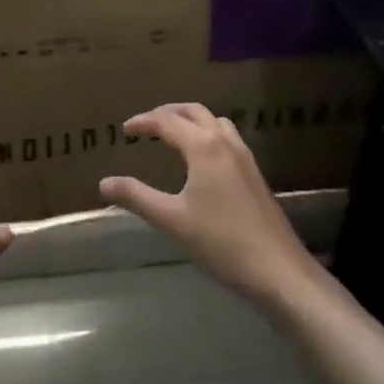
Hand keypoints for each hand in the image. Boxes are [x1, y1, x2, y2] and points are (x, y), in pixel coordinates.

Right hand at [99, 103, 319, 308]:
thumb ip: (136, 197)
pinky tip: (201, 159)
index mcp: (204, 147)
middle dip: (167, 113)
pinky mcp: (255, 174)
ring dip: (190, 120)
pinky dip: (207, 133)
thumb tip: (104, 182)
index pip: (167, 121)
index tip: (124, 130)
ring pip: (215, 122)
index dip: (143, 122)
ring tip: (172, 134)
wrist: (279, 271)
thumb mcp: (171, 220)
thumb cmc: (221, 242)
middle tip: (146, 125)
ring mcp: (245, 157)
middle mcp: (225, 142)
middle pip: (194, 112)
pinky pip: (227, 137)